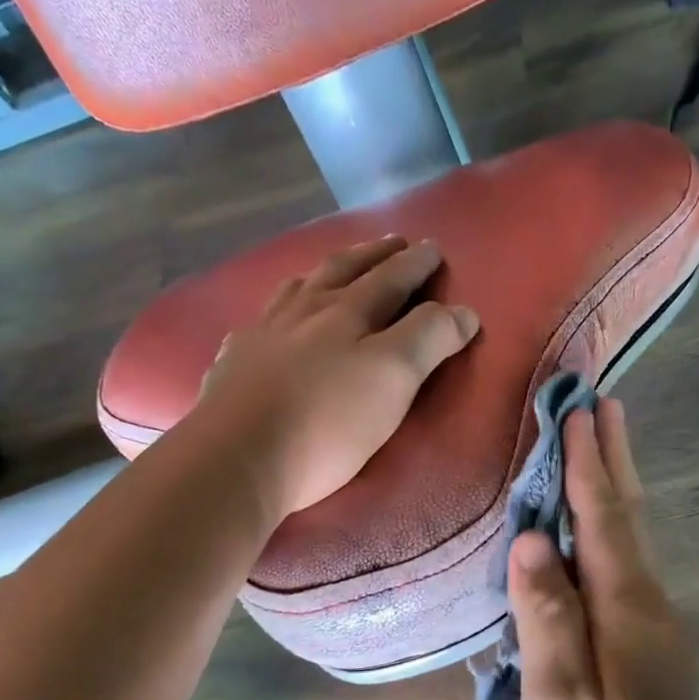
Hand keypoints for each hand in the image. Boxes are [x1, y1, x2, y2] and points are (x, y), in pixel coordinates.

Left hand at [199, 236, 478, 517]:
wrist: (239, 456)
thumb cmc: (329, 422)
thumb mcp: (394, 378)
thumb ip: (430, 338)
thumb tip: (464, 311)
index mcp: (349, 312)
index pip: (391, 278)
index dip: (415, 264)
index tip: (432, 248)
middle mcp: (304, 312)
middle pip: (343, 272)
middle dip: (372, 256)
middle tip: (392, 243)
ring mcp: (263, 334)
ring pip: (297, 289)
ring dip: (323, 274)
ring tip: (333, 270)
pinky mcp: (234, 364)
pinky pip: (259, 323)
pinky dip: (275, 313)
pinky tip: (270, 322)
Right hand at [509, 399, 698, 699]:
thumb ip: (547, 617)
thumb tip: (534, 541)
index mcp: (628, 613)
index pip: (604, 519)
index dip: (588, 465)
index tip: (581, 410)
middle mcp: (651, 612)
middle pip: (629, 522)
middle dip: (614, 462)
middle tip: (604, 407)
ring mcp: (655, 637)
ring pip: (631, 547)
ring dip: (615, 494)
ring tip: (601, 452)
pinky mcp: (649, 660)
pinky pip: (624, 577)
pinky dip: (610, 538)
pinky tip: (596, 539)